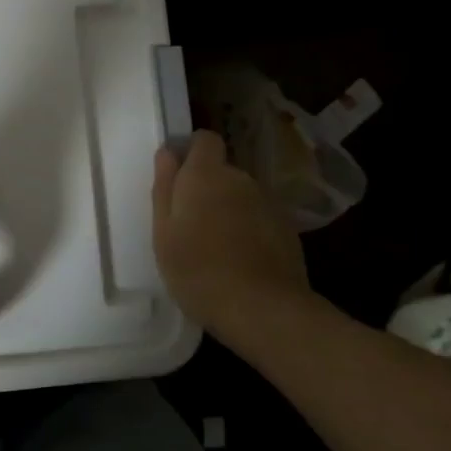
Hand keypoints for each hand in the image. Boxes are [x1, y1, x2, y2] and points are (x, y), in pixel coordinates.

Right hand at [152, 130, 308, 334]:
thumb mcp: (163, 233)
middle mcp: (240, 179)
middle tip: (190, 225)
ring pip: (241, 196)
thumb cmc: (198, 270)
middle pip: (221, 171)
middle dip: (207, 188)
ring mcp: (267, 203)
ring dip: (228, 210)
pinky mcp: (287, 228)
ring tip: (216, 248)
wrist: (264, 309)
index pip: (204, 140)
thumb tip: (167, 153)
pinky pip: (259, 218)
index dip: (191, 152)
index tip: (178, 177)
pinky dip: (249, 230)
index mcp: (205, 174)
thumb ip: (164, 187)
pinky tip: (240, 261)